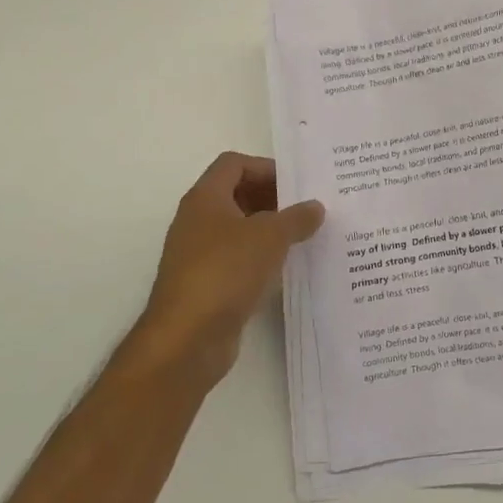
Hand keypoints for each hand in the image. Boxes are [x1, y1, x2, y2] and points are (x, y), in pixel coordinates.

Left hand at [133, 152, 323, 389]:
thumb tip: (315, 207)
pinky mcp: (207, 284)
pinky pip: (239, 259)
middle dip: (273, 199)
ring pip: (240, 229)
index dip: (266, 168)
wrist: (187, 338)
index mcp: (205, 199)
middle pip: (237, 195)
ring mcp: (199, 254)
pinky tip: (287, 268)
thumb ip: (297, 218)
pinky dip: (262, 258)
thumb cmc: (226, 271)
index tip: (297, 184)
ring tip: (305, 236)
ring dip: (270, 230)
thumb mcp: (270, 237)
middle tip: (308, 209)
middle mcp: (198, 221)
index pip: (234, 164)